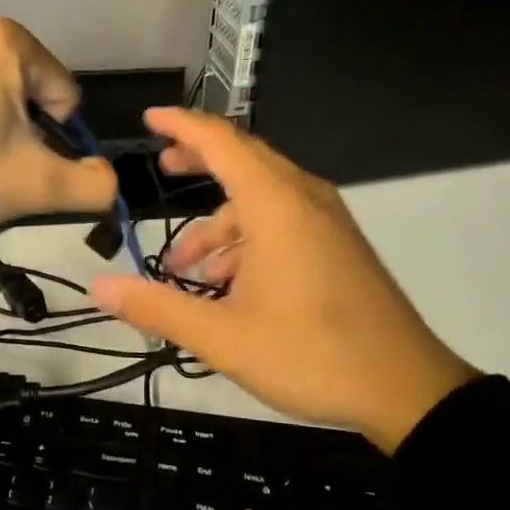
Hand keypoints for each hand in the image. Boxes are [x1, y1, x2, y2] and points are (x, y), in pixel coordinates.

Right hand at [89, 108, 478, 452]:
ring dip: (219, 221)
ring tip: (185, 267)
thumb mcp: (223, 338)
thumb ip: (157, 307)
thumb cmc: (312, 355)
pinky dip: (247, 237)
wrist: (409, 390)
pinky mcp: (337, 243)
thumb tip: (100, 286)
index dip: (181, 125)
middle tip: (161, 168)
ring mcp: (326, 220)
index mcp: (275, 205)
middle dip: (197, 161)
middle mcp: (302, 198)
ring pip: (260, 196)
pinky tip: (228, 285)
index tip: (149, 119)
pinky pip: (282, 218)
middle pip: (242, 158)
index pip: (220, 142)